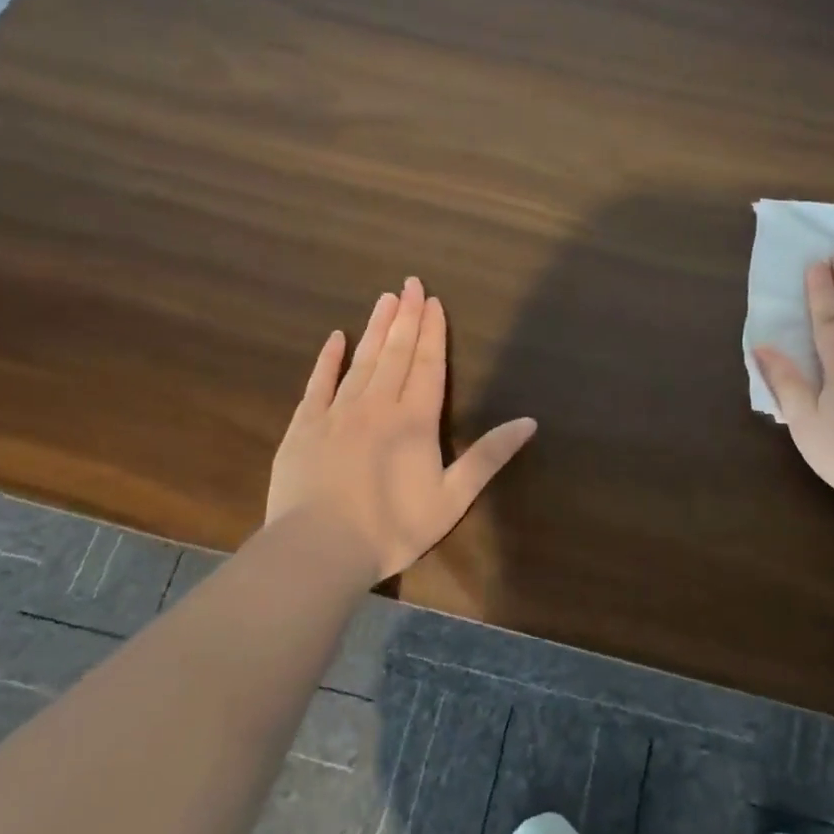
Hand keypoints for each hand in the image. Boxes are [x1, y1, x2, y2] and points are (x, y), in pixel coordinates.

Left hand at [265, 277, 537, 580]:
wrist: (319, 550)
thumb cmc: (393, 527)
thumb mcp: (452, 498)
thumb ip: (489, 457)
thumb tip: (529, 422)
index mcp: (415, 420)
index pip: (428, 365)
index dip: (433, 332)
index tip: (434, 301)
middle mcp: (377, 405)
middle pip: (396, 353)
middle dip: (407, 316)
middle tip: (411, 283)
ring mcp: (337, 413)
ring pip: (362, 360)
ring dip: (376, 328)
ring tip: (385, 298)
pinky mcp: (304, 426)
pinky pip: (318, 383)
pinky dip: (328, 359)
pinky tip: (336, 337)